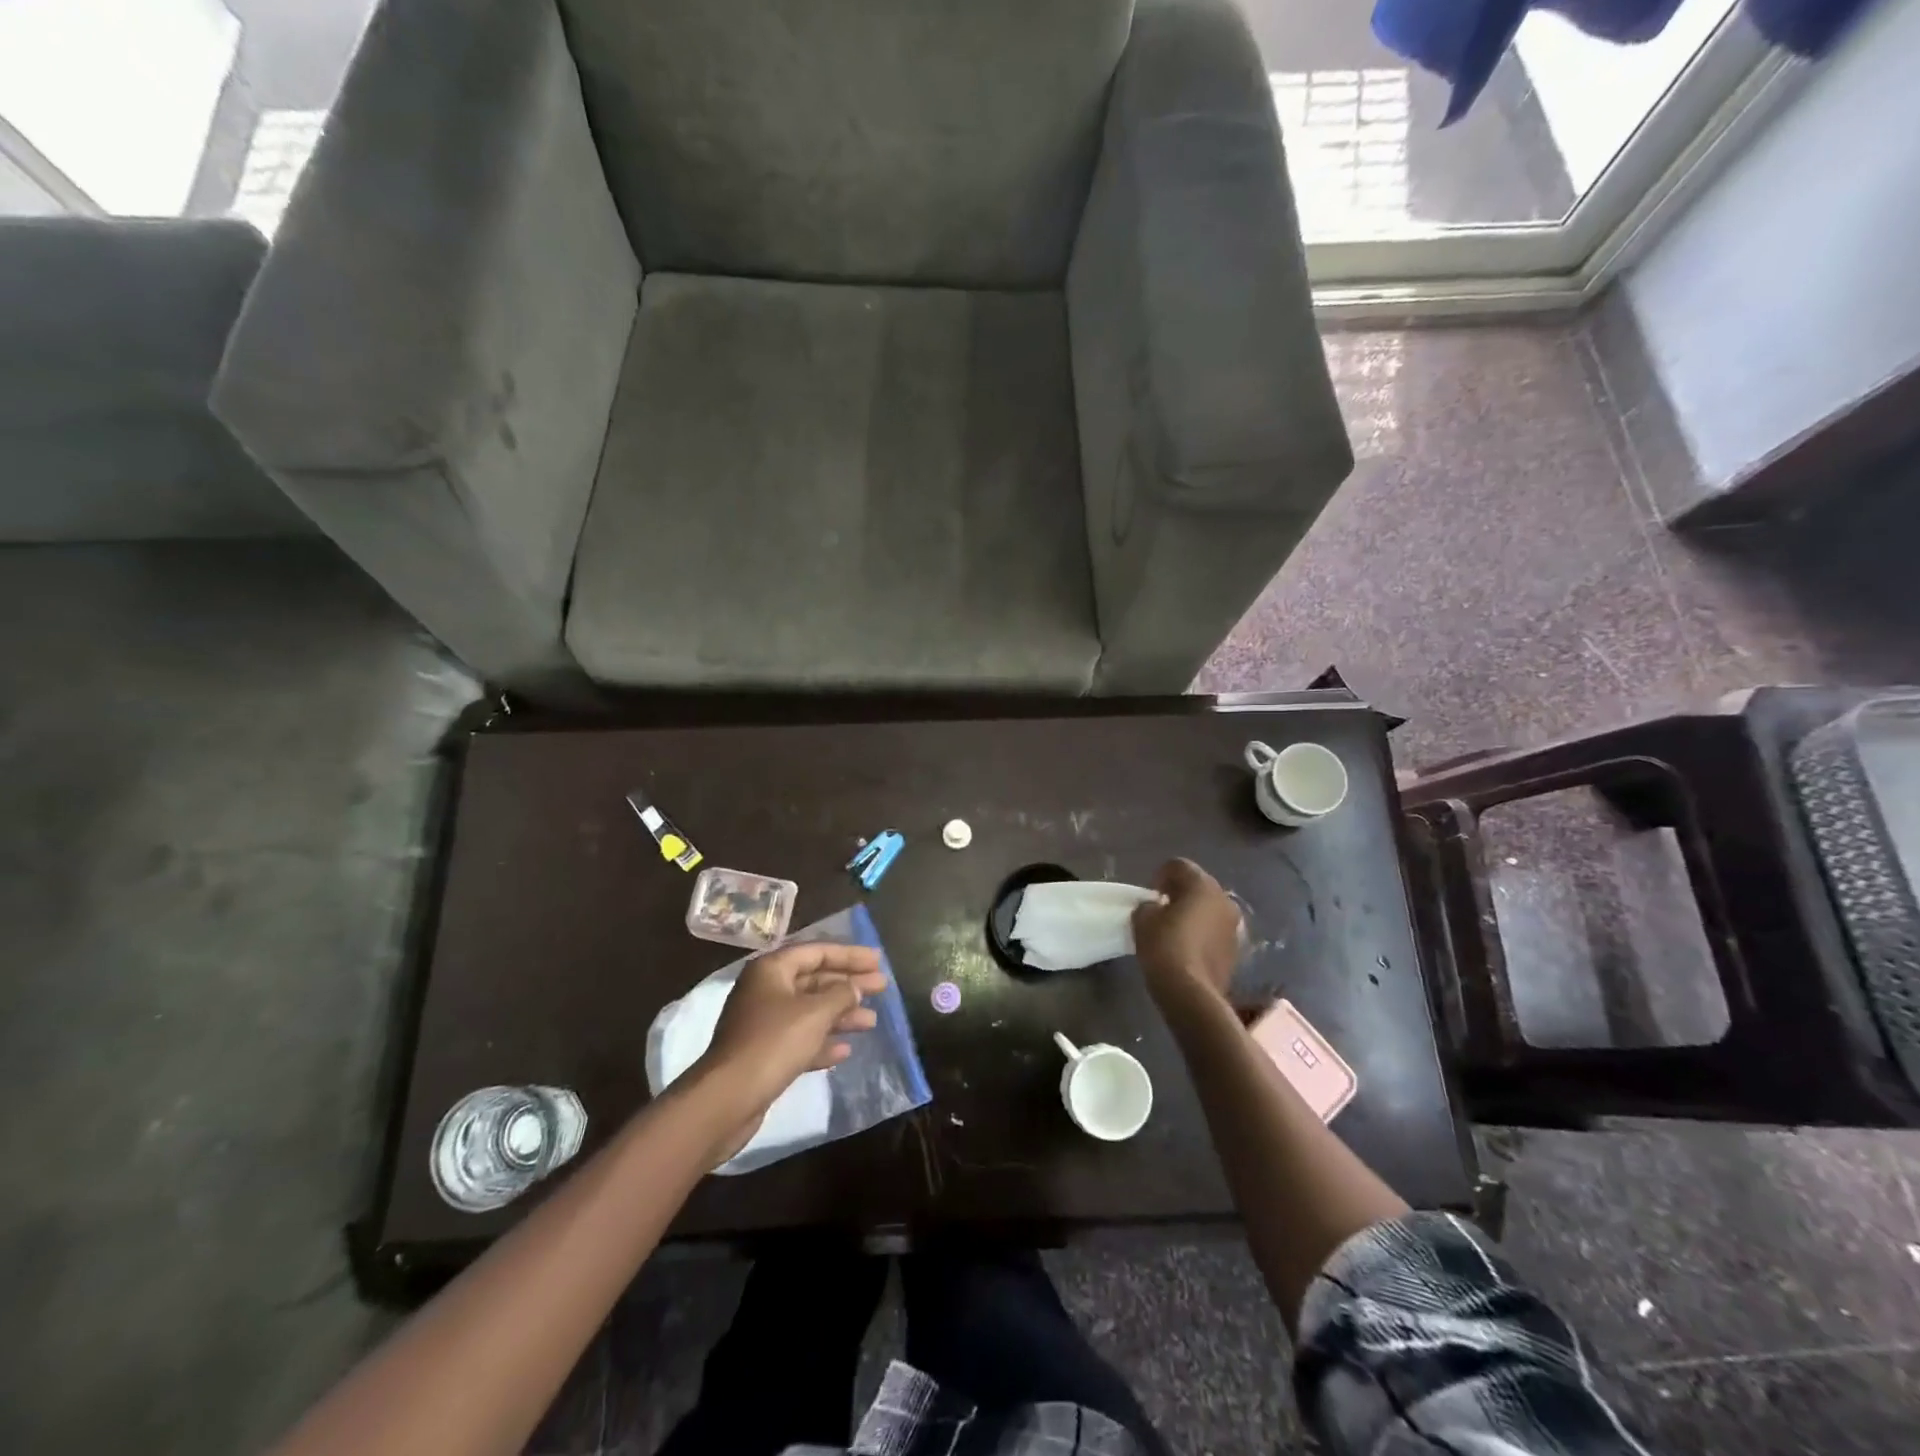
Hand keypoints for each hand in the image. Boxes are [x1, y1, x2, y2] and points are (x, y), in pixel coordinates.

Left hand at [692, 941, 886, 1137]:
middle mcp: (766, 991)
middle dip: (849, 984)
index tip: (877, 960)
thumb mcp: (814, 1013)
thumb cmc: (773, 1043)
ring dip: (841, 1015)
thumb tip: (855, 988)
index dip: (849, 955)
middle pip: (815, 980)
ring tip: (871, 1022)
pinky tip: (845, 1050)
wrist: (728, 1099)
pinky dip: (823, 1041)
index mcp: (772, 970)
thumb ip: (841, 995)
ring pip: (810, 1011)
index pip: (817, 952)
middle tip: (882, 987)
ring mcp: (763, 1023)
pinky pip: (800, 1039)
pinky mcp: (764, 1054)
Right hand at [1131, 859, 1242, 1006]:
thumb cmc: (1164, 947)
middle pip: (1199, 886)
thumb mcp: (1142, 919)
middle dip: (1180, 893)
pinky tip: (1188, 948)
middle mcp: (1224, 899)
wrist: (1191, 993)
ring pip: (1210, 909)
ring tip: (1175, 930)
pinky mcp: (1237, 950)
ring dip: (1195, 914)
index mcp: (1202, 885)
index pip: (1179, 866)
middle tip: (1162, 909)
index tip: (1150, 894)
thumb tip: (1156, 908)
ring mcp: (1234, 926)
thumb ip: (1149, 905)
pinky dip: (1203, 933)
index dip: (1161, 876)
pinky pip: (1216, 931)